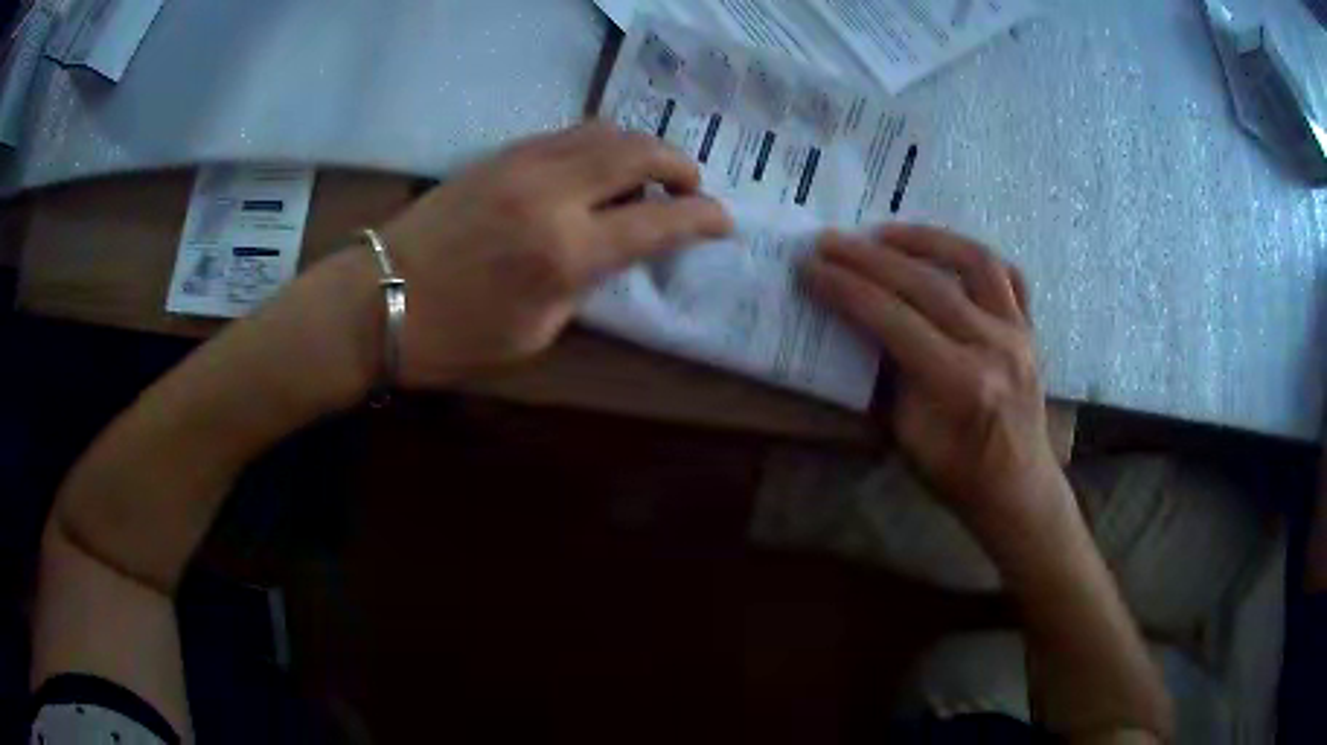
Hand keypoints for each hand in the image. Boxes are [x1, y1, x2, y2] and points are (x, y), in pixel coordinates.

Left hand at [377, 122, 732, 387]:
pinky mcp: (499, 155)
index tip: (723, 221)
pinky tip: (597, 167)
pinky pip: (566, 134)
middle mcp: (553, 193)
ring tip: (648, 173)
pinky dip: (598, 143)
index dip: (702, 217)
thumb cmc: (453, 336)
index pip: (659, 219)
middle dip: (679, 165)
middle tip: (690, 187)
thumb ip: (584, 285)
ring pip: (604, 131)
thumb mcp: (536, 332)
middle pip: (639, 152)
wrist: (377, 299)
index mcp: (565, 251)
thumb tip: (610, 252)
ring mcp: (523, 164)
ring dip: (640, 146)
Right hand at [805, 225, 1063, 531]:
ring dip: (925, 239)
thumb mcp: (908, 436)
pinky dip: (974, 256)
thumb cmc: (957, 475)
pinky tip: (945, 252)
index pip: (893, 320)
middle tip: (830, 241)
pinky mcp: (1030, 327)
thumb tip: (863, 326)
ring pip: (974, 261)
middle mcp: (994, 346)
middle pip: (926, 284)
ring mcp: (1019, 332)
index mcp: (961, 383)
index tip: (811, 268)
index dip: (847, 290)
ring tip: (884, 232)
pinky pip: (1007, 275)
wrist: (1017, 488)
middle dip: (870, 258)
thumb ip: (889, 376)